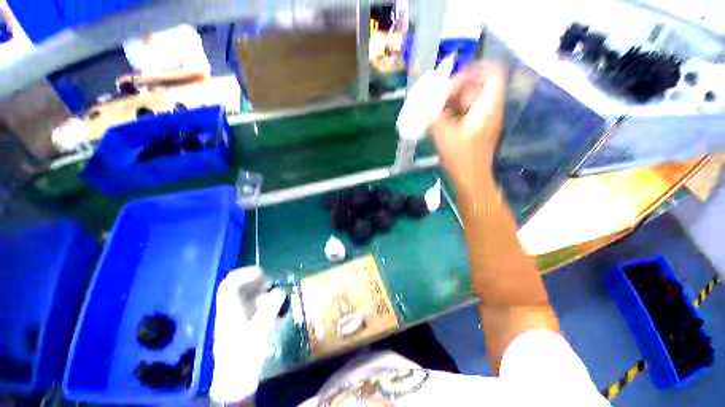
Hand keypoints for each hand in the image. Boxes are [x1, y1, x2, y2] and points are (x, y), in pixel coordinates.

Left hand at [210, 266, 285, 403]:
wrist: (235, 382)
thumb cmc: (244, 356)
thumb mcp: (258, 331)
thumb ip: (269, 309)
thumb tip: (280, 290)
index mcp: (229, 311)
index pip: (230, 284)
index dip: (244, 274)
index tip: (261, 272)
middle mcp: (230, 311)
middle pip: (236, 288)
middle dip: (253, 281)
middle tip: (269, 282)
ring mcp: (235, 318)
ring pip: (244, 296)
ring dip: (258, 290)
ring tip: (272, 292)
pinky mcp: (241, 325)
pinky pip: (250, 306)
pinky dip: (261, 301)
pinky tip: (271, 306)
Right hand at [429, 64, 507, 195]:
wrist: (470, 180)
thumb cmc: (461, 157)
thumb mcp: (444, 134)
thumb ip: (432, 117)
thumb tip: (422, 106)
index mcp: (488, 107)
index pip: (492, 74)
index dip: (475, 70)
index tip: (453, 78)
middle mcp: (488, 110)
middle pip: (477, 88)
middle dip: (456, 89)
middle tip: (437, 97)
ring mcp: (482, 121)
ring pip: (469, 102)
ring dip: (451, 103)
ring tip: (434, 109)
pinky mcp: (474, 131)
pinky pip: (464, 114)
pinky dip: (451, 114)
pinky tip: (438, 121)